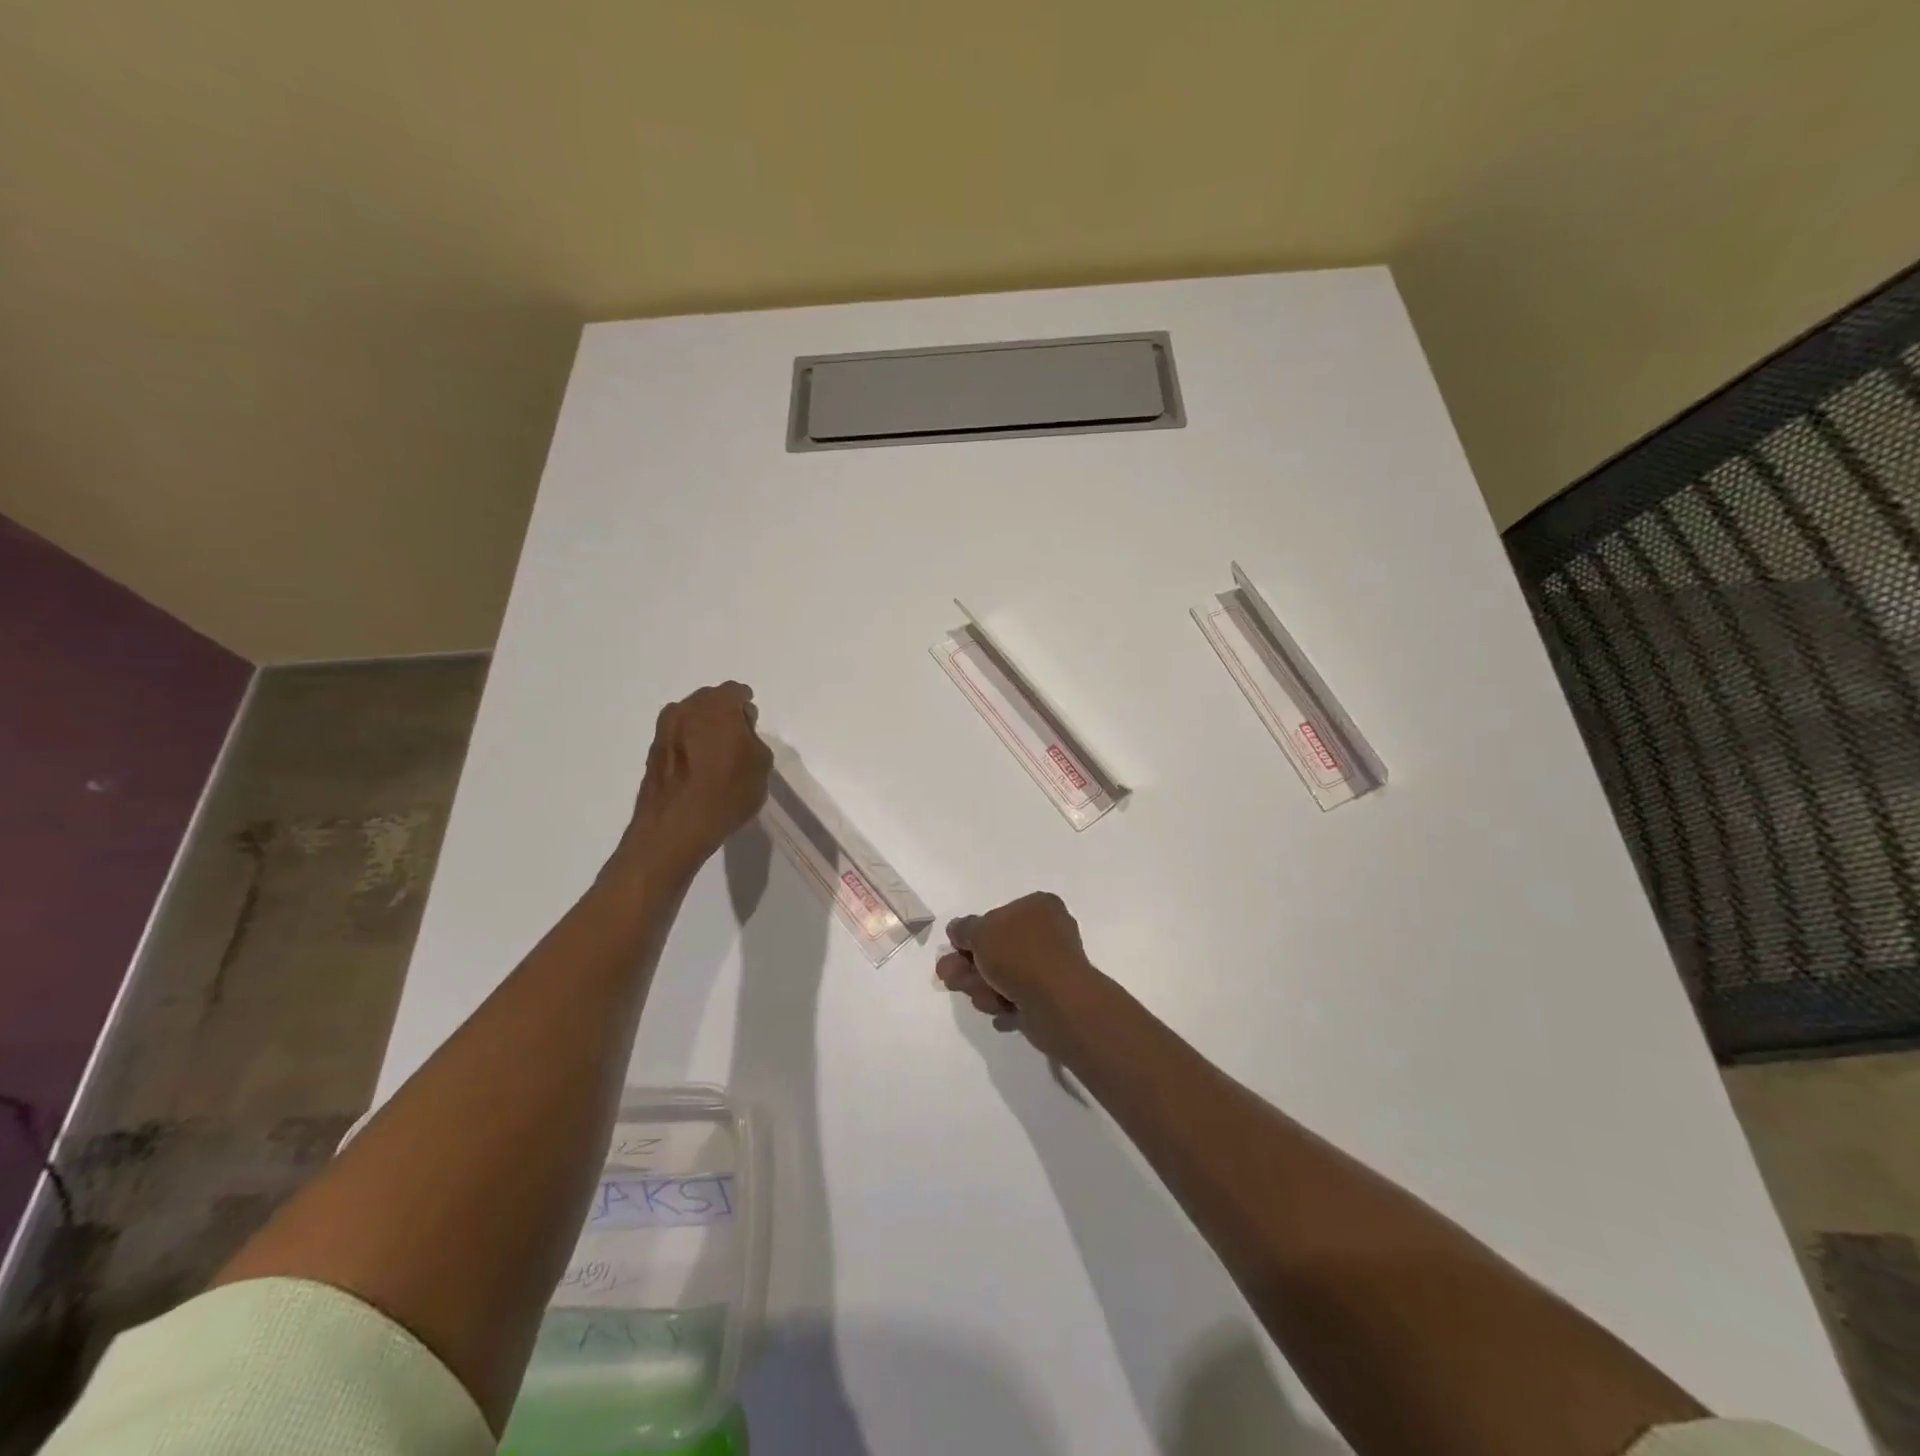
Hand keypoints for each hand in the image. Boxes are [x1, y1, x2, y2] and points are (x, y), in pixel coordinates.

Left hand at [620, 682, 772, 873]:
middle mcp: (685, 709)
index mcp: (716, 706)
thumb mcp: (761, 764)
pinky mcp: (652, 754)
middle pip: (709, 701)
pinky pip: (677, 740)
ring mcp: (663, 731)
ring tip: (715, 755)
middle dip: (723, 714)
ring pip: (689, 720)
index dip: (746, 706)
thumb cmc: (727, 791)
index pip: (735, 692)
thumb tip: (740, 733)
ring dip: (702, 730)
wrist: (676, 827)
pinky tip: (698, 769)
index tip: (751, 723)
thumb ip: (753, 738)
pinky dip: (688, 747)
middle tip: (736, 738)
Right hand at [936, 892, 1105, 1060]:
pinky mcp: (1051, 998)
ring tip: (982, 999)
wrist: (1057, 1002)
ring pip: (1004, 976)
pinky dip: (1004, 1005)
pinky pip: (1018, 999)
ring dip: (984, 988)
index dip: (973, 934)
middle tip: (950, 978)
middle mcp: (1048, 933)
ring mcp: (1051, 967)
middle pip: (997, 949)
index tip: (955, 948)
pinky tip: (1001, 1011)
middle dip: (970, 966)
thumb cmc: (1019, 954)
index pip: (999, 915)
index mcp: (1039, 907)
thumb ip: (964, 928)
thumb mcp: (980, 931)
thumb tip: (958, 929)